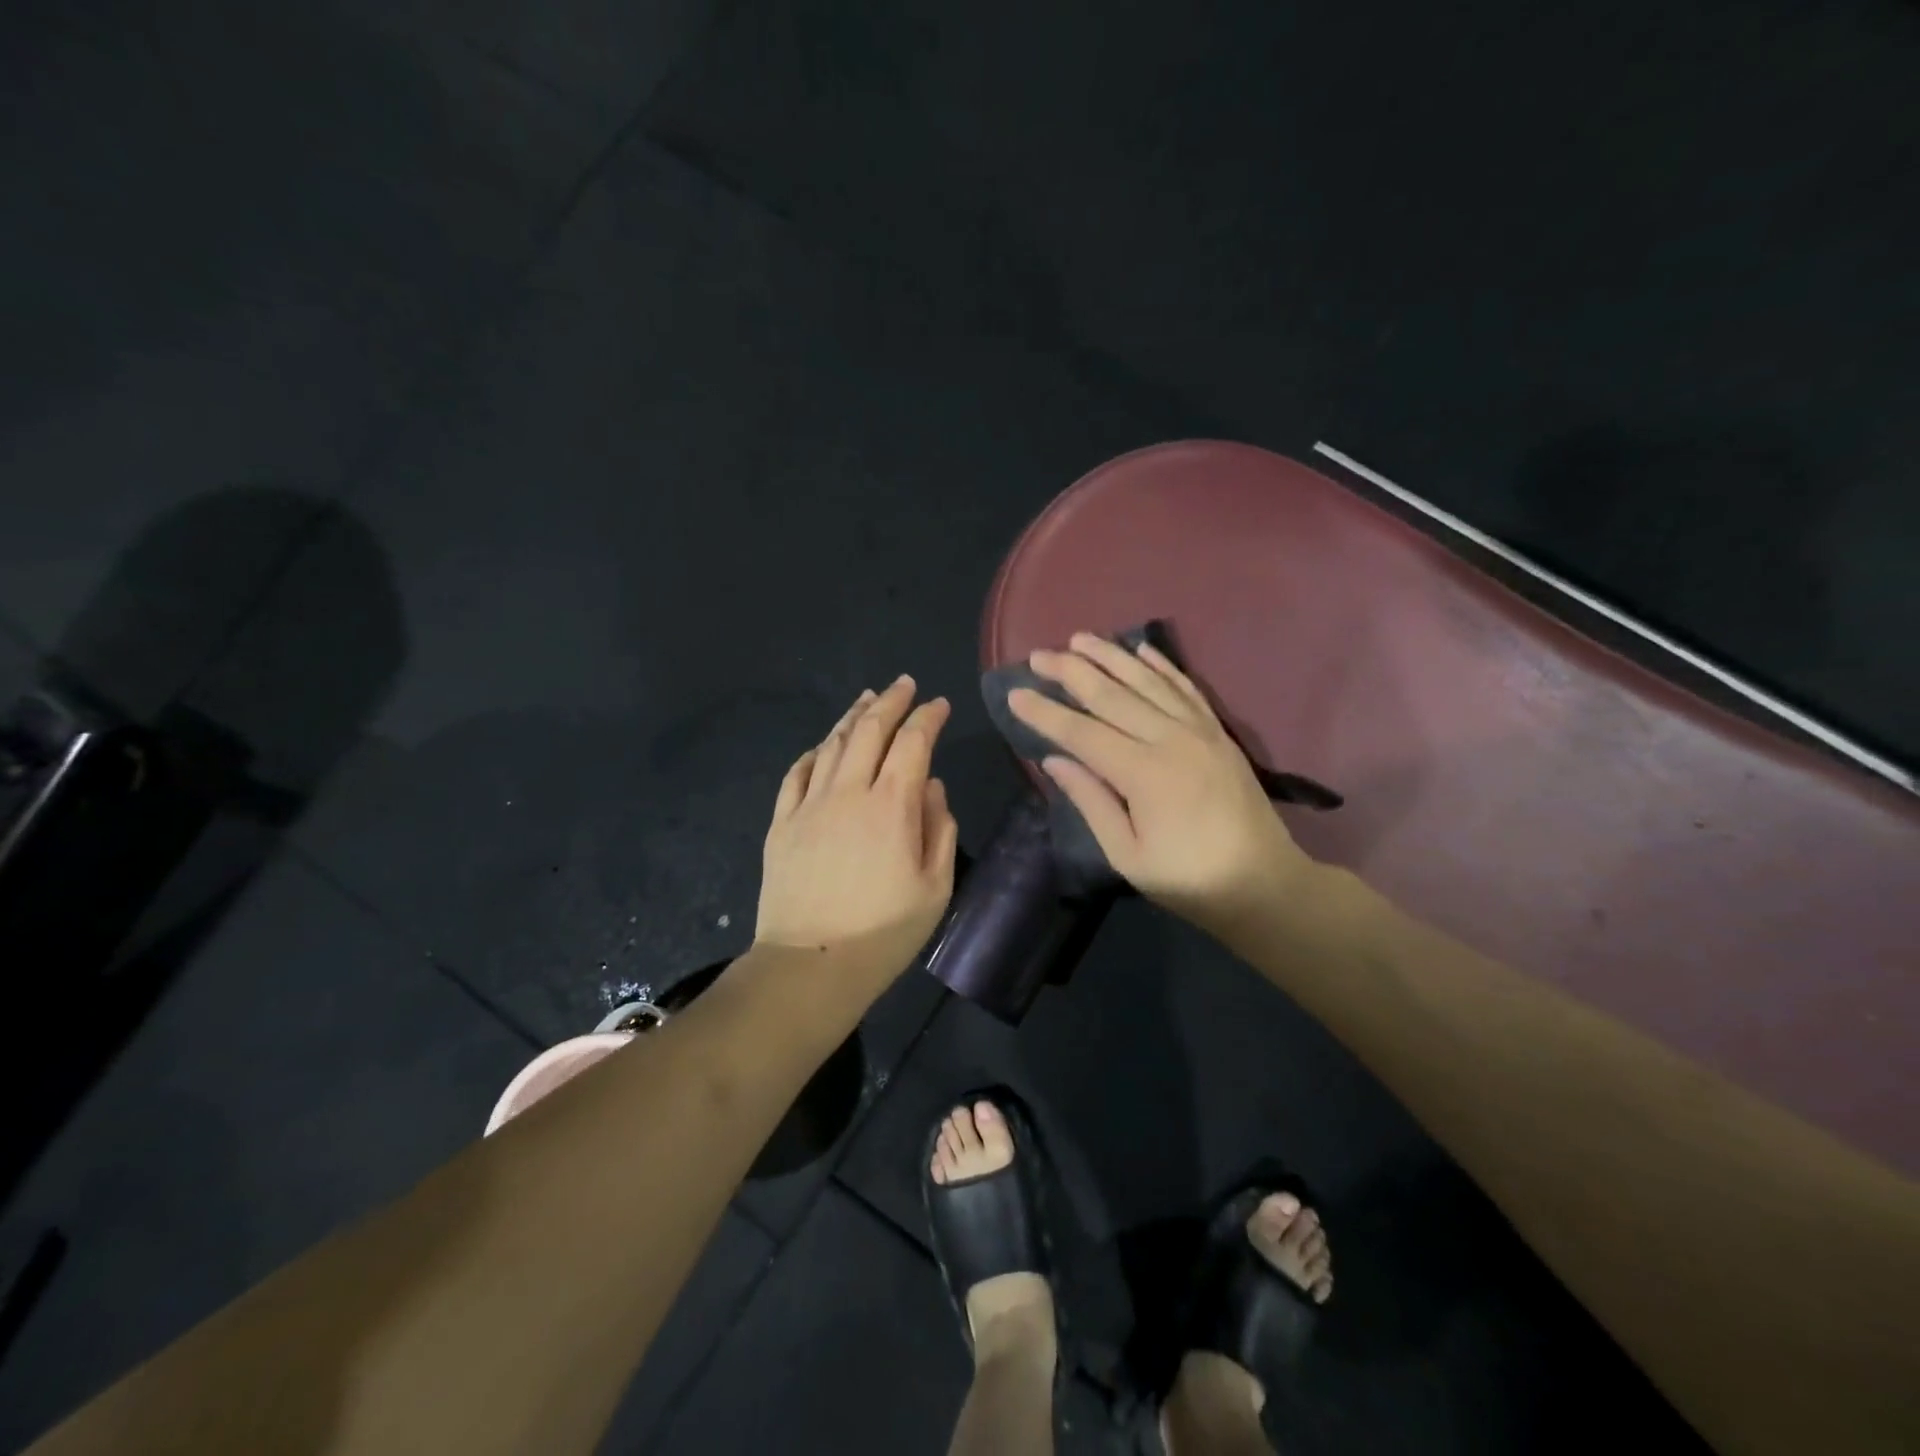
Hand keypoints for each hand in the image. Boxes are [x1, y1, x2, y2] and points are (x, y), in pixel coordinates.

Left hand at [755, 676, 959, 979]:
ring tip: (867, 700)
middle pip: (869, 731)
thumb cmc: (885, 932)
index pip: (913, 743)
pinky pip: (796, 774)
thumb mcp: (936, 887)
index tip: (940, 705)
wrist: (811, 964)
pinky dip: (813, 753)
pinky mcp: (782, 823)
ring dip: (852, 717)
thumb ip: (940, 828)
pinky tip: (822, 746)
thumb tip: (931, 785)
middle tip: (904, 684)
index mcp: (892, 806)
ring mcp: (809, 804)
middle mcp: (849, 792)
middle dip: (891, 701)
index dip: (928, 717)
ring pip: (831, 744)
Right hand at [1009, 633, 1314, 927]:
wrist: (1263, 883)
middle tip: (1038, 655)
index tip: (1015, 693)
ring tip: (1080, 638)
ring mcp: (1199, 731)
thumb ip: (1091, 801)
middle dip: (1071, 672)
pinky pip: (1186, 688)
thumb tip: (1053, 760)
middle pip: (1111, 696)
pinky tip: (1142, 650)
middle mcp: (1170, 739)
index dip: (1046, 712)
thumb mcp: (1127, 854)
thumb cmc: (1187, 879)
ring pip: (1147, 682)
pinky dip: (1162, 666)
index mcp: (1143, 774)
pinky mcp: (1218, 732)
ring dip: (1111, 657)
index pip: (1081, 733)